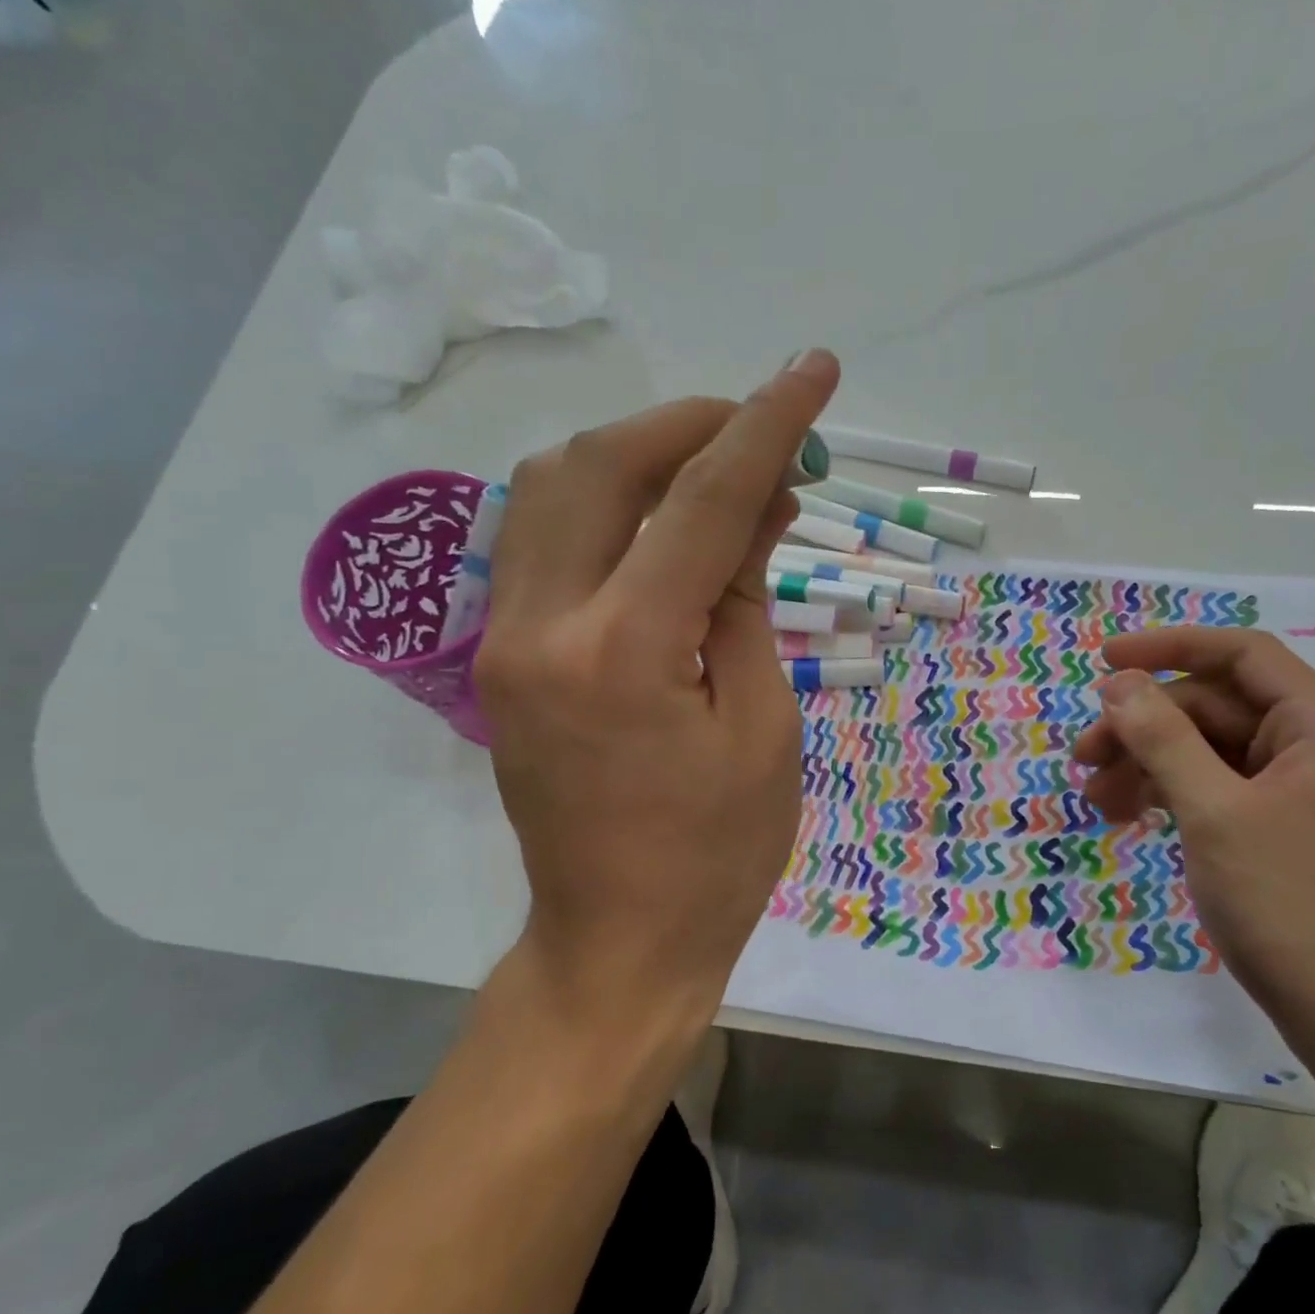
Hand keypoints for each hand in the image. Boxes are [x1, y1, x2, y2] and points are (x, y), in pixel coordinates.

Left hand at [474, 353, 839, 1016]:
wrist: (617, 942)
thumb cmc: (717, 855)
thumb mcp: (764, 725)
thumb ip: (748, 601)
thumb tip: (755, 508)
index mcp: (623, 650)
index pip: (701, 501)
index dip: (766, 426)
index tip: (813, 371)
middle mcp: (541, 624)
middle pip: (601, 464)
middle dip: (690, 425)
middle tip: (761, 429)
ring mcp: (504, 638)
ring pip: (552, 487)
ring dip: (637, 454)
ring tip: (713, 468)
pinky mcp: (500, 656)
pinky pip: (541, 538)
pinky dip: (602, 503)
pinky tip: (657, 520)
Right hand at [1072, 628, 1314, 1065]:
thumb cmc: (1293, 907)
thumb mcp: (1216, 814)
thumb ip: (1163, 738)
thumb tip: (1118, 682)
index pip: (1241, 655)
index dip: (1169, 647)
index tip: (1104, 661)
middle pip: (1216, 708)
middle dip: (1144, 726)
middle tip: (1083, 760)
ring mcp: (1302, 795)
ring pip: (1210, 753)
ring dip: (1149, 764)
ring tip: (1097, 800)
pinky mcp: (1286, 834)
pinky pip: (1219, 791)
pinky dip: (1173, 796)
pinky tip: (1133, 817)